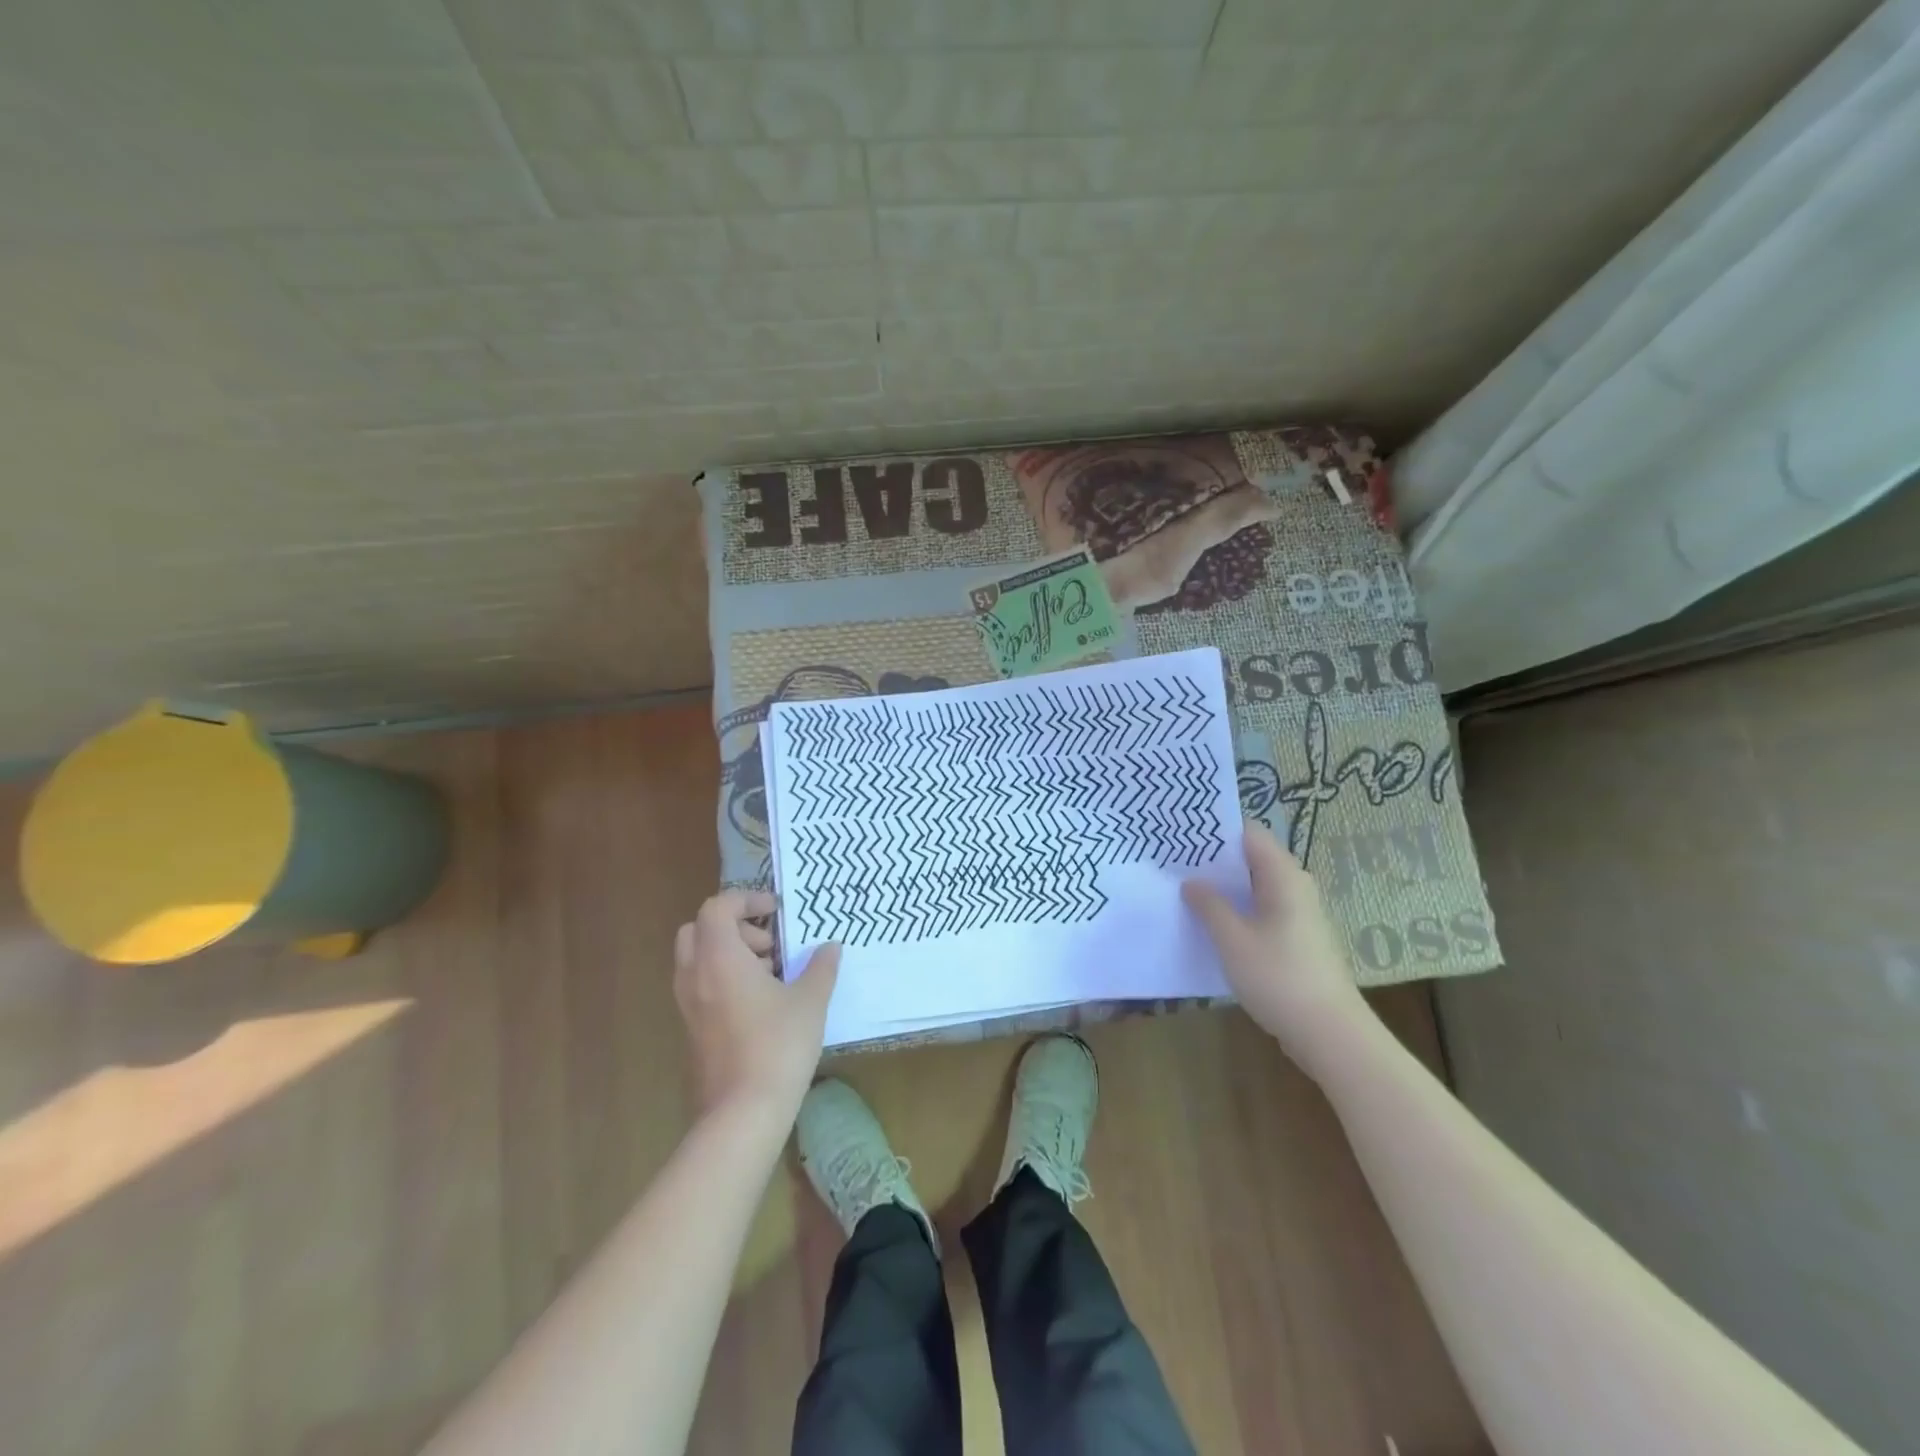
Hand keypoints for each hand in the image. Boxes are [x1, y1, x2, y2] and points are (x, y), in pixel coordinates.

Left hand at [673, 890, 839, 1120]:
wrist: (742, 1113)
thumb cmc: (778, 1045)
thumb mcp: (810, 1001)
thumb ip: (820, 967)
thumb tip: (830, 947)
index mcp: (719, 958)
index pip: (717, 907)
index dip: (747, 900)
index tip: (776, 912)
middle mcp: (695, 976)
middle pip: (699, 929)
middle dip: (734, 927)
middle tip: (768, 945)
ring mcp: (688, 1005)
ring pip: (698, 959)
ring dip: (730, 954)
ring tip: (770, 975)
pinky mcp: (691, 1030)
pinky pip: (700, 986)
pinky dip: (724, 979)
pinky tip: (760, 1004)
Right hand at [1183, 823, 1370, 1074]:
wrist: (1330, 1034)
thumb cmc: (1279, 978)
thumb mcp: (1233, 940)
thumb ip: (1209, 905)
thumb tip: (1192, 881)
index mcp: (1283, 876)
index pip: (1249, 833)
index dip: (1217, 829)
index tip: (1182, 831)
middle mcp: (1295, 887)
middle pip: (1252, 857)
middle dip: (1215, 858)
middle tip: (1173, 859)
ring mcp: (1299, 913)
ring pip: (1255, 885)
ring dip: (1224, 886)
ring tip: (1184, 887)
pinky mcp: (1296, 938)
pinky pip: (1261, 909)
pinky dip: (1237, 908)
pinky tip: (1210, 921)